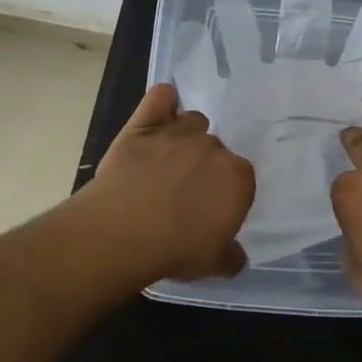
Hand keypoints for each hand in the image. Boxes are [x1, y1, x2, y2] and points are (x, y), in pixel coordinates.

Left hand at [80, 83, 255, 283]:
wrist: (121, 232)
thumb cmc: (174, 249)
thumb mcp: (213, 264)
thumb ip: (231, 256)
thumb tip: (236, 255)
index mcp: (237, 178)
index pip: (241, 178)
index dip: (225, 194)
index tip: (210, 210)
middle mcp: (212, 148)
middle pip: (216, 150)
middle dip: (204, 168)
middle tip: (184, 193)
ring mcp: (177, 132)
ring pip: (193, 122)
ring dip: (187, 138)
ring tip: (168, 162)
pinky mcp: (143, 125)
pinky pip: (161, 97)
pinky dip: (164, 102)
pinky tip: (162, 111)